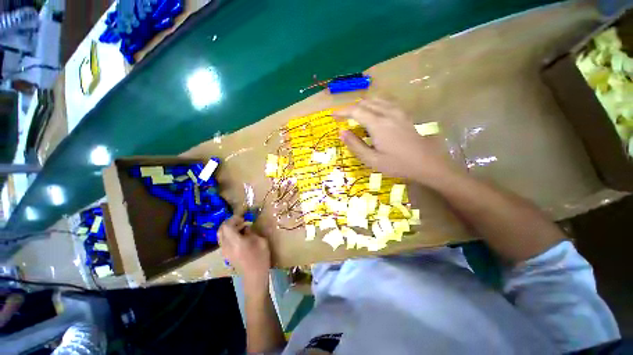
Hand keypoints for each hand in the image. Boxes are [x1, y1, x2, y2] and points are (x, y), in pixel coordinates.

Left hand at [218, 216, 270, 289]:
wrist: (254, 276)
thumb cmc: (261, 257)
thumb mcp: (261, 241)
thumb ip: (252, 232)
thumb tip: (246, 227)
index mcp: (236, 242)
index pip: (226, 226)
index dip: (233, 219)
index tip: (243, 218)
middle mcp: (227, 246)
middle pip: (220, 230)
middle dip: (229, 223)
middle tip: (240, 221)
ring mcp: (225, 251)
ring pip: (220, 235)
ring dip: (229, 229)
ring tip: (241, 228)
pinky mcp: (226, 254)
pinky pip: (223, 241)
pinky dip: (229, 235)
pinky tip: (239, 236)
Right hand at [334, 98, 455, 184]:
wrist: (427, 164)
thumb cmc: (397, 164)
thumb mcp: (372, 160)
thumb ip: (355, 145)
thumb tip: (341, 132)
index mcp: (378, 124)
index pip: (355, 111)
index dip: (342, 112)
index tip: (333, 116)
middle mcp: (387, 113)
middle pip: (365, 103)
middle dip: (351, 108)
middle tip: (343, 119)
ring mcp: (398, 112)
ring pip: (375, 100)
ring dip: (362, 105)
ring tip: (355, 116)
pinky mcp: (404, 114)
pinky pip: (385, 102)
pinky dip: (374, 105)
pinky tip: (373, 113)